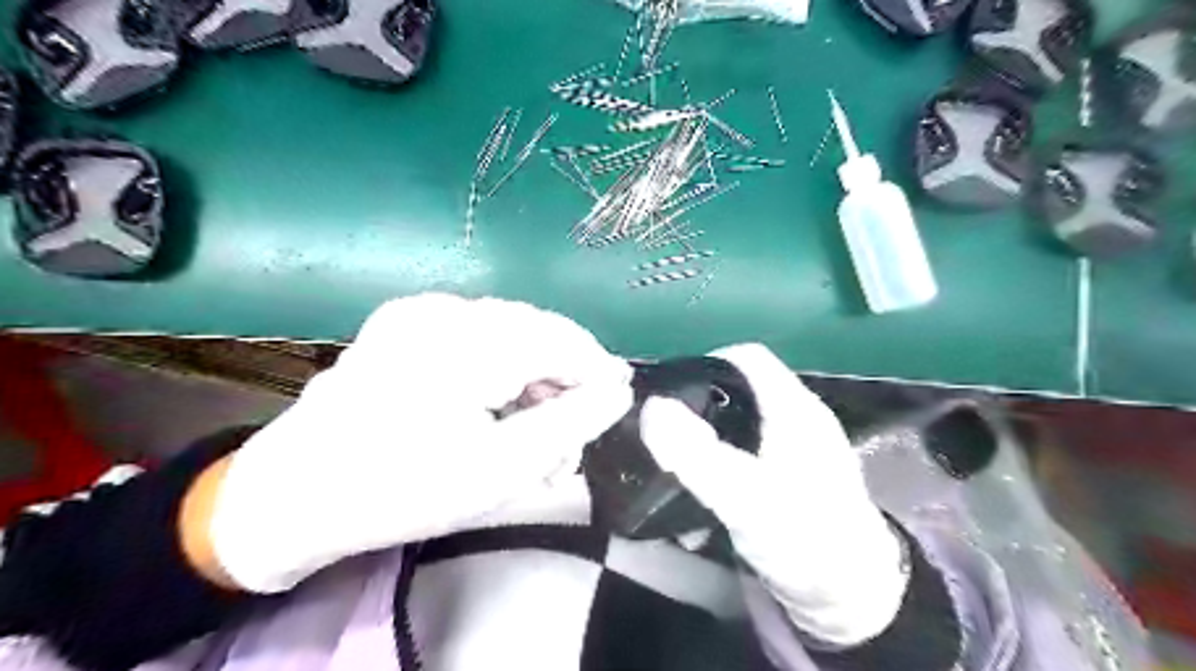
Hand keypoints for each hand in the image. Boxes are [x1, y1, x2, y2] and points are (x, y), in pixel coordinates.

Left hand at [202, 295, 634, 591]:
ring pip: (508, 335)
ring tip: (536, 435)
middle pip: (537, 334)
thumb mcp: (504, 466)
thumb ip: (574, 422)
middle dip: (563, 384)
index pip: (562, 340)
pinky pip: (476, 338)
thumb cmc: (402, 488)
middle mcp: (446, 307)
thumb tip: (619, 389)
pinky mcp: (405, 324)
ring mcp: (420, 311)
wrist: (292, 496)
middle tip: (570, 439)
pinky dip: (499, 373)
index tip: (618, 405)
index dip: (599, 371)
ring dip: (532, 381)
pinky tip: (497, 411)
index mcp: (467, 337)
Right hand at [645, 346, 906, 643]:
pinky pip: (749, 453)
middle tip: (665, 430)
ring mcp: (798, 448)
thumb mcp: (744, 497)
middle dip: (699, 405)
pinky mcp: (793, 476)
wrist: (854, 602)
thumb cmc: (804, 540)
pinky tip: (705, 492)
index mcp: (794, 408)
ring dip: (707, 439)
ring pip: (741, 423)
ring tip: (677, 462)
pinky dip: (723, 463)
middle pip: (739, 389)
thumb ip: (696, 453)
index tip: (669, 390)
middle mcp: (799, 418)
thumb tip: (652, 406)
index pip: (745, 357)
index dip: (705, 362)